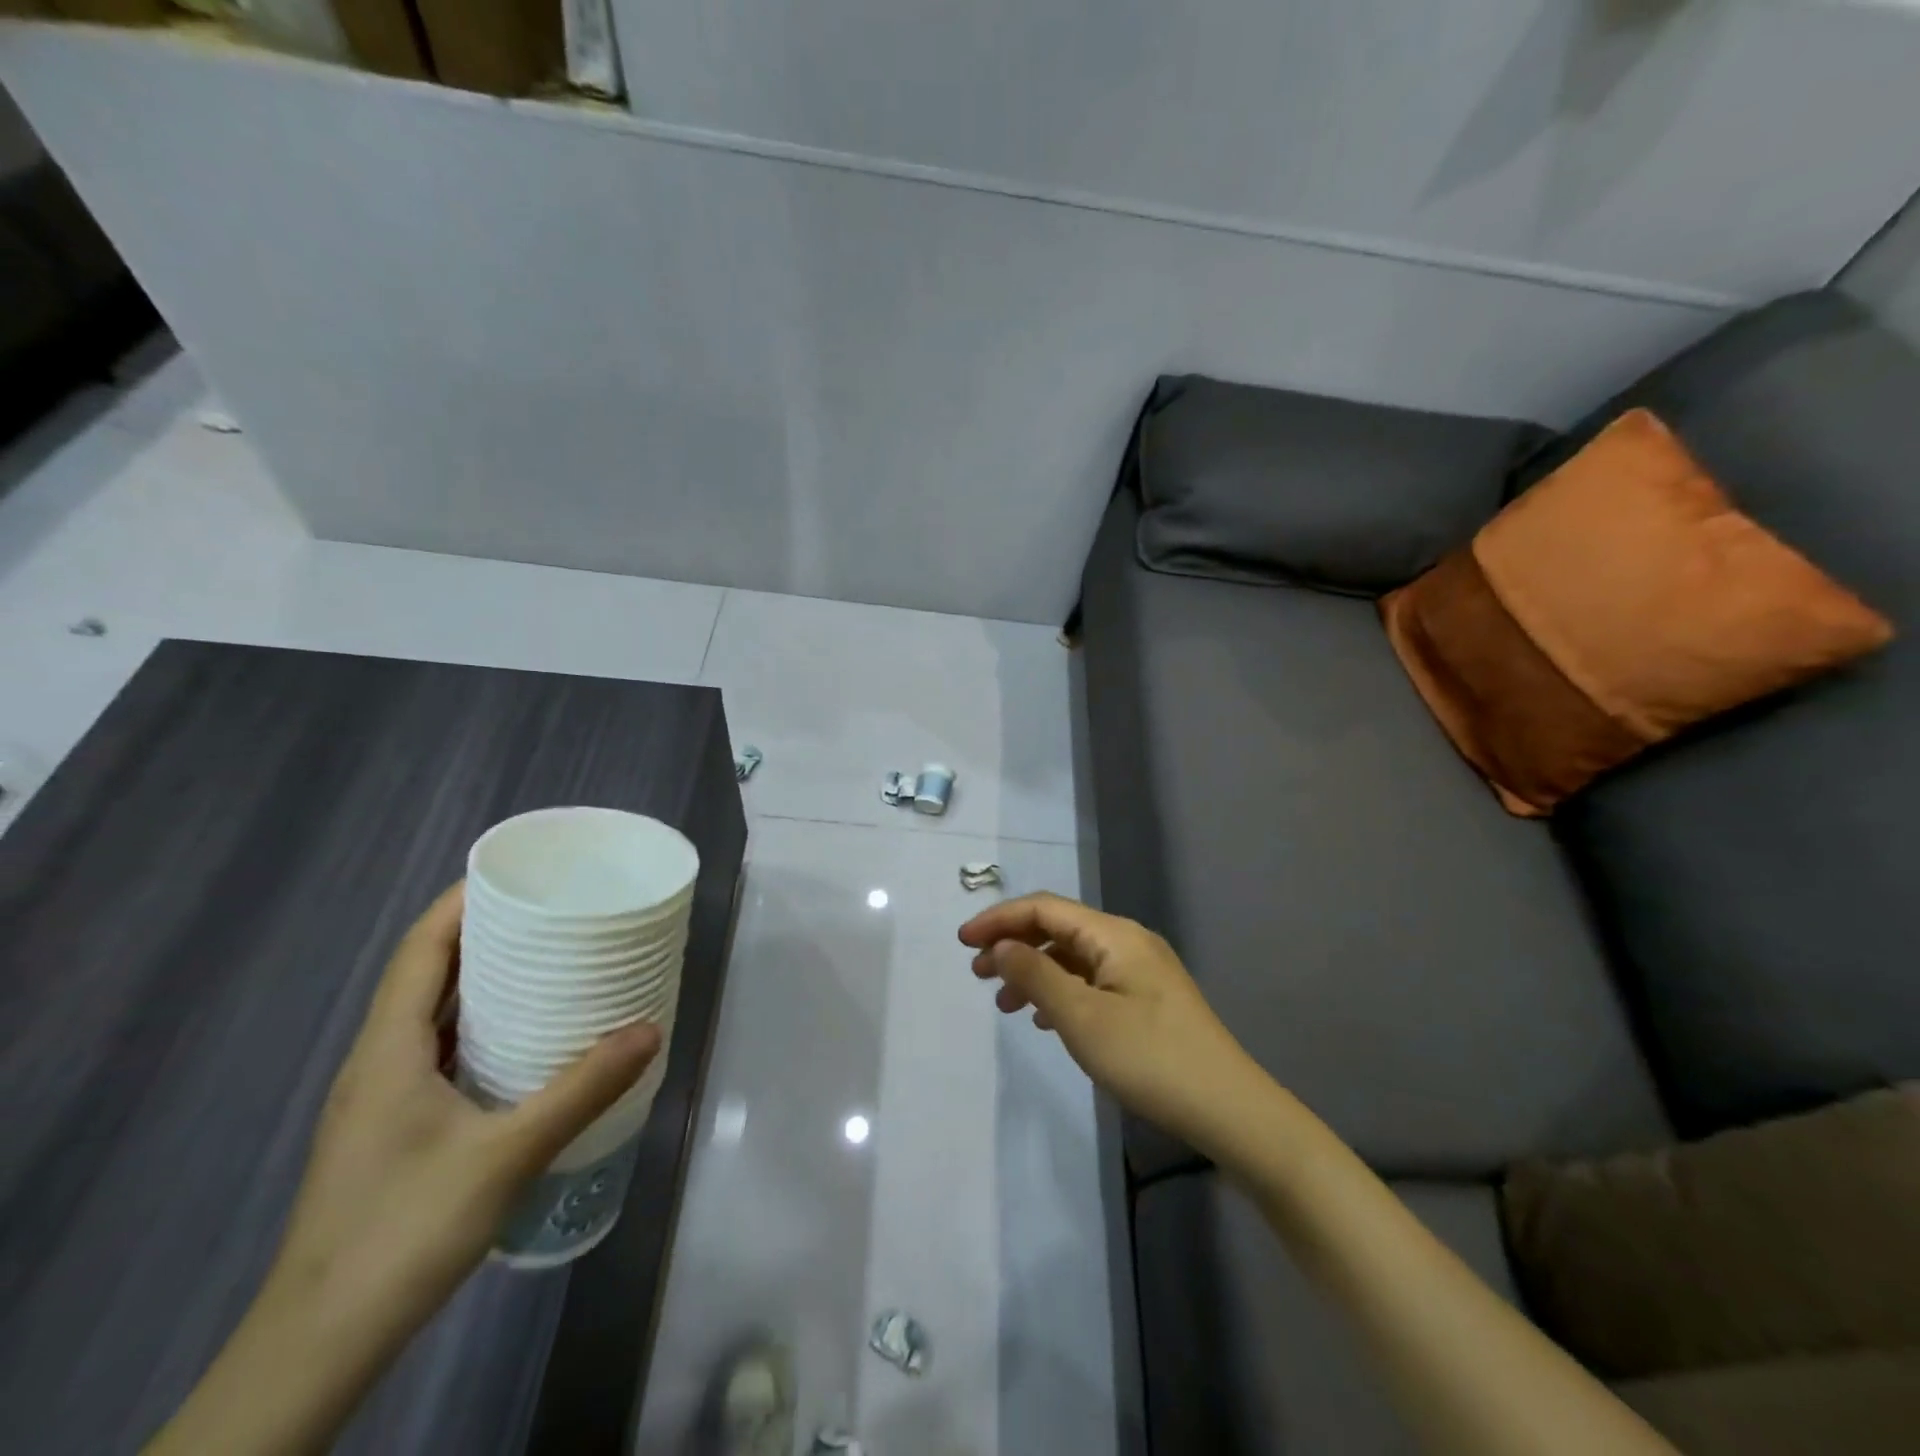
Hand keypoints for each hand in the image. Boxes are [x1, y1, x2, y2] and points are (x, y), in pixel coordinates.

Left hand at [270, 882, 658, 1349]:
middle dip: (484, 933)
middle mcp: (377, 1061)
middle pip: (427, 973)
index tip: (517, 874)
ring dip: (482, 980)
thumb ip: (580, 1089)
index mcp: (388, 1050)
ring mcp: (380, 1099)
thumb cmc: (402, 1233)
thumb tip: (650, 1029)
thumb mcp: (506, 1156)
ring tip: (549, 962)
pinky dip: (479, 1026)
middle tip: (553, 912)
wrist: (318, 1346)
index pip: (421, 949)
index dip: (461, 902)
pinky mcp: (392, 1130)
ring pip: (431, 1015)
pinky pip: (438, 1051)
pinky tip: (523, 1041)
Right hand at [958, 893, 1260, 1159]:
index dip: (999, 919)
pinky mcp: (1147, 999)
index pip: (1044, 908)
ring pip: (1073, 957)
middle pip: (1058, 928)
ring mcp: (1141, 970)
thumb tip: (1002, 946)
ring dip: (1034, 971)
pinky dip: (1060, 991)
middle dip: (1014, 944)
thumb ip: (1036, 975)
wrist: (1230, 1110)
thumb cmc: (1150, 1059)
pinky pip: (1091, 980)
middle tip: (978, 975)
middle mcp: (1127, 941)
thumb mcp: (1082, 1018)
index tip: (962, 943)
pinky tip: (1044, 1018)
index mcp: (1114, 934)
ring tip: (1004, 1003)